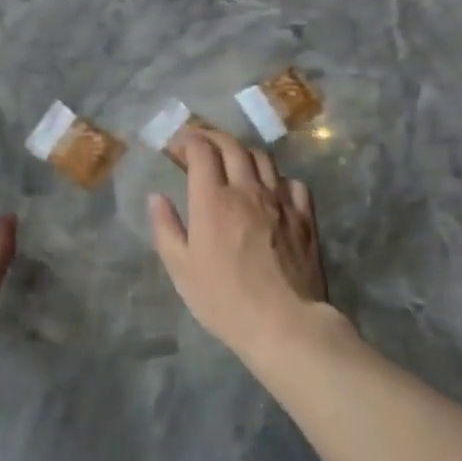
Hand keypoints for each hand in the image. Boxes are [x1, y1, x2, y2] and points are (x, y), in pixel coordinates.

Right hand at [148, 128, 329, 361]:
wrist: (285, 324)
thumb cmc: (225, 299)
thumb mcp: (181, 269)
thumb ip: (165, 228)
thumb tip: (156, 197)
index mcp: (213, 199)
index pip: (201, 150)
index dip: (186, 141)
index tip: (176, 147)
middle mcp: (247, 190)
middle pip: (231, 145)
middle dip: (212, 136)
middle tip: (200, 143)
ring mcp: (280, 201)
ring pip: (263, 158)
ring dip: (243, 151)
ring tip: (233, 160)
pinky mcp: (304, 217)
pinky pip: (292, 183)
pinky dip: (276, 178)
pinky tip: (270, 190)